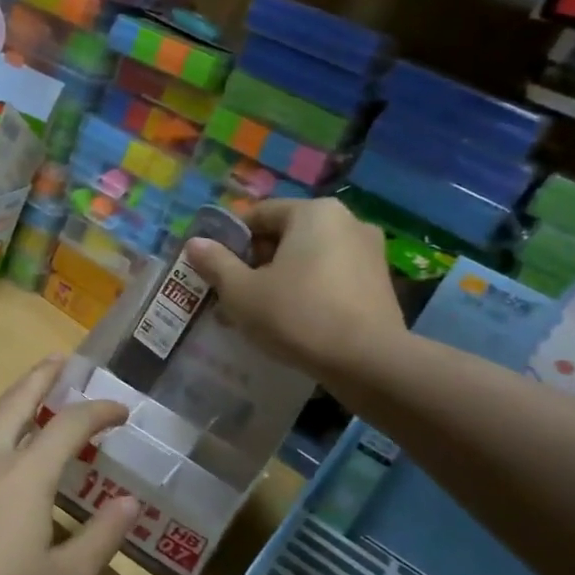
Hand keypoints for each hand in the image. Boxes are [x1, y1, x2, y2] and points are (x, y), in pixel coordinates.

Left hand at [0, 358, 138, 574]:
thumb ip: (101, 537)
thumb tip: (129, 502)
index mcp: (24, 475)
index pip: (68, 425)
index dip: (98, 411)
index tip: (121, 410)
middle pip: (15, 403)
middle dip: (40, 377)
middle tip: (60, 359)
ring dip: (14, 407)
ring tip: (33, 407)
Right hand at [185, 198, 404, 381]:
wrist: (368, 361)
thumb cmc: (297, 315)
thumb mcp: (241, 292)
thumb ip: (215, 263)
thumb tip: (195, 243)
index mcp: (313, 212)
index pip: (259, 215)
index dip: (230, 241)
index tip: (215, 270)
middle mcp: (347, 221)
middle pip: (285, 235)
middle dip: (255, 262)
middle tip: (233, 295)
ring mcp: (369, 251)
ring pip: (308, 258)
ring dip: (280, 278)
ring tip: (260, 312)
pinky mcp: (380, 282)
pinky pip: (331, 277)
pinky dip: (308, 290)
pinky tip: (293, 321)